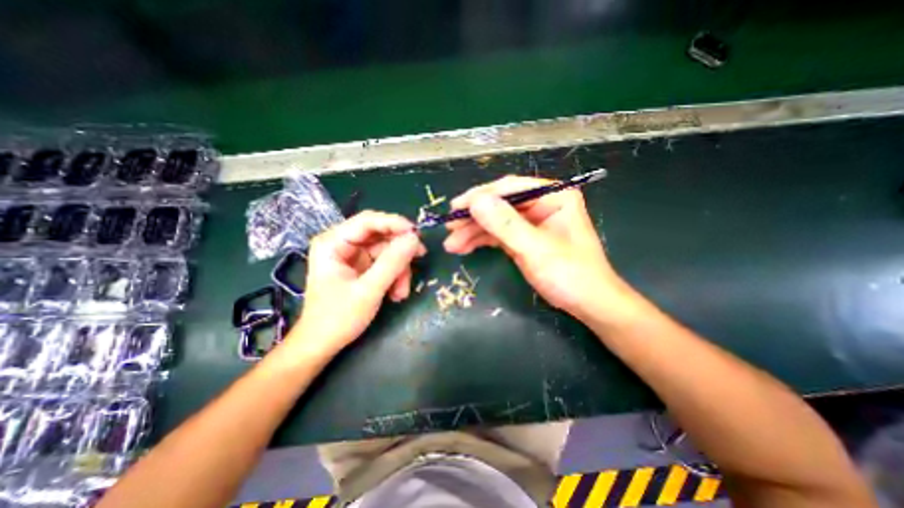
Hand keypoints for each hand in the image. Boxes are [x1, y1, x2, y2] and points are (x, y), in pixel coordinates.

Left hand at [291, 210, 428, 357]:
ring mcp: (353, 256)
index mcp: (333, 243)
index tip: (417, 235)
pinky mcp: (362, 267)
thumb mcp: (368, 291)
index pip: (368, 221)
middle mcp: (343, 244)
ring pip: (387, 251)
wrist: (322, 345)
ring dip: (399, 270)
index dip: (394, 223)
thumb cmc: (337, 319)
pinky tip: (396, 294)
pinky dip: (395, 276)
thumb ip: (392, 263)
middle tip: (420, 258)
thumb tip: (415, 238)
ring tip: (402, 292)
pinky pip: (386, 263)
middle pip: (380, 235)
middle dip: (400, 251)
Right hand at [445, 177, 633, 318]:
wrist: (588, 304)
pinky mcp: (523, 239)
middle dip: (474, 217)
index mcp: (553, 196)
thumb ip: (506, 224)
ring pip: (495, 221)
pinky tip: (464, 247)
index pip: (511, 187)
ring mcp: (531, 222)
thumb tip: (476, 202)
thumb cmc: (570, 275)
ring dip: (473, 231)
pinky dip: (481, 241)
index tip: (457, 207)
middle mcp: (541, 204)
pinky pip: (498, 235)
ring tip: (452, 244)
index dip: (481, 196)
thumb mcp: (536, 249)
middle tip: (449, 227)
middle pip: (500, 204)